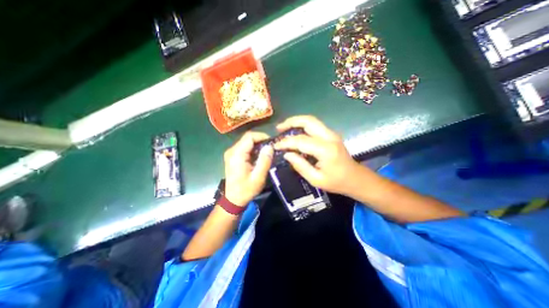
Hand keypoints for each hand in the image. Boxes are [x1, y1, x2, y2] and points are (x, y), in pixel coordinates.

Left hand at [223, 132, 273, 207]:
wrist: (233, 199)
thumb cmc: (246, 190)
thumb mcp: (258, 177)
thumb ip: (264, 161)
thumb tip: (269, 146)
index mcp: (237, 155)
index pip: (249, 137)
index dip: (262, 136)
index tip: (272, 143)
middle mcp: (232, 151)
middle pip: (248, 138)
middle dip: (261, 141)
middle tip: (271, 148)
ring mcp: (231, 153)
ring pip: (246, 142)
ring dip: (258, 145)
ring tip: (267, 152)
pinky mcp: (233, 156)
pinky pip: (244, 148)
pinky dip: (253, 149)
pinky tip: (259, 156)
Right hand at [274, 115, 367, 193]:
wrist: (356, 178)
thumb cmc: (337, 182)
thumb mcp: (316, 179)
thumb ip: (300, 165)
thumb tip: (287, 154)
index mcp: (325, 150)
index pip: (301, 141)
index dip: (286, 142)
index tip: (275, 146)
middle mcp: (329, 137)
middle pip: (308, 121)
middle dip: (291, 122)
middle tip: (279, 128)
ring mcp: (332, 134)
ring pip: (311, 120)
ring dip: (296, 121)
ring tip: (284, 128)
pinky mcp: (331, 135)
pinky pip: (314, 126)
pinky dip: (302, 126)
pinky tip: (295, 132)